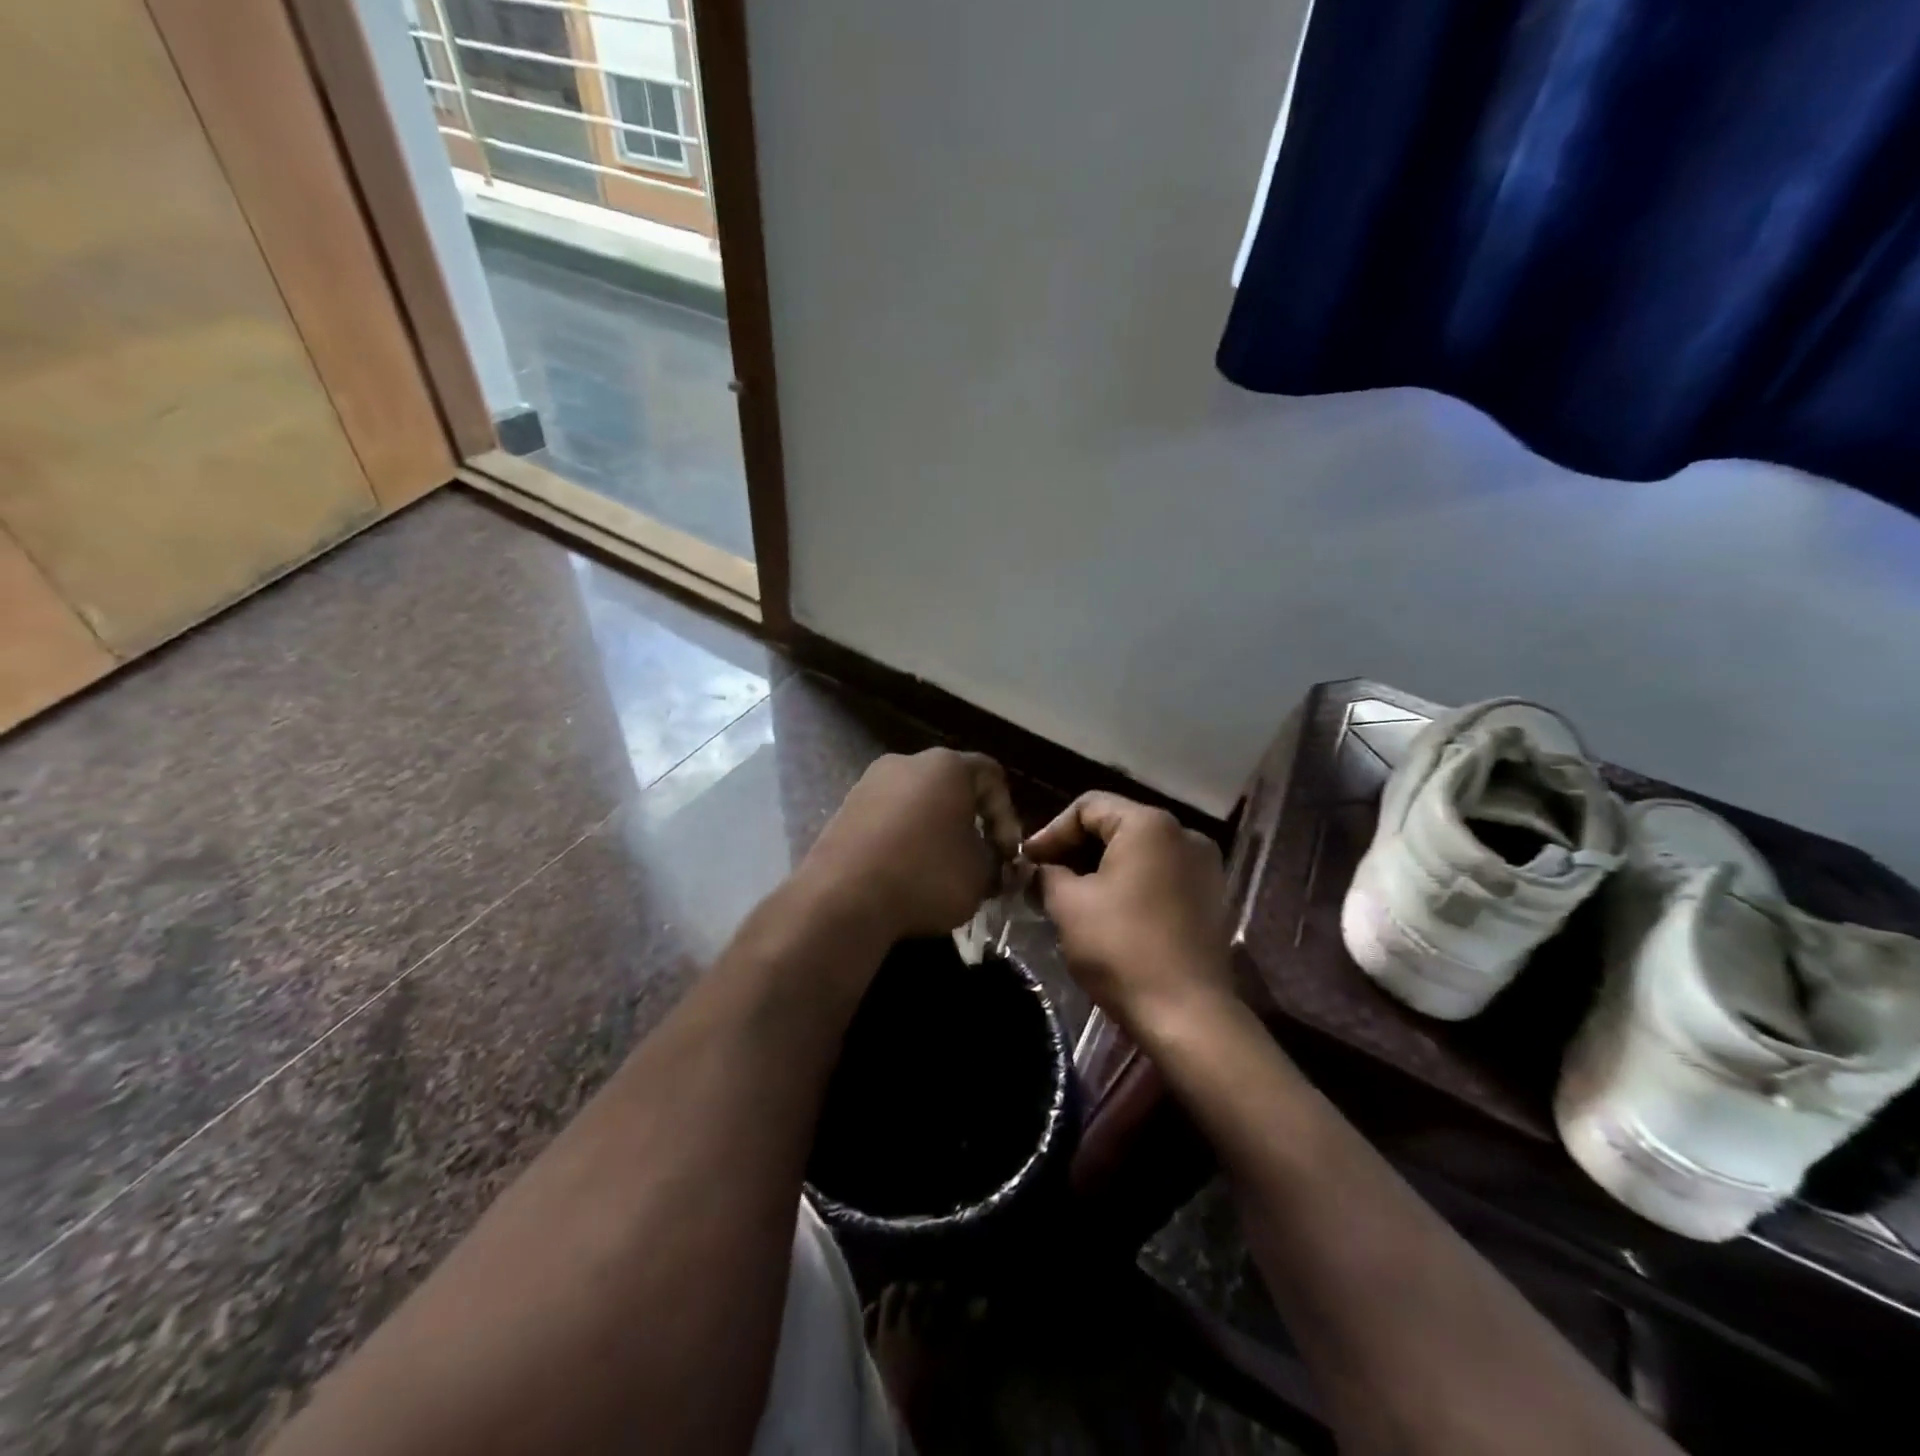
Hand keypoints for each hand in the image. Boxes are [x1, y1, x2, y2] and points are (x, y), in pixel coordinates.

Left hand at [800, 749, 1021, 944]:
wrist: (843, 898)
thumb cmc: (926, 875)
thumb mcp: (981, 875)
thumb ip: (997, 864)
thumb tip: (995, 867)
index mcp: (946, 766)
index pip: (992, 777)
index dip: (1007, 817)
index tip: (1006, 856)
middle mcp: (906, 763)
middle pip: (952, 788)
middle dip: (970, 825)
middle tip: (979, 862)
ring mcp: (869, 784)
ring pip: (917, 805)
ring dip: (935, 834)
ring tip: (942, 873)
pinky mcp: (844, 811)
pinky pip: (888, 822)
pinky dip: (903, 842)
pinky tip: (906, 875)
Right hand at [1024, 792, 1234, 1038]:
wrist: (1187, 1014)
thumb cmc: (1121, 948)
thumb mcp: (1068, 905)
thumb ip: (1047, 874)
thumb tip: (1040, 869)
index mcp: (1149, 824)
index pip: (1088, 806)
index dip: (1050, 831)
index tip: (1027, 862)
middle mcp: (1184, 834)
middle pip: (1116, 827)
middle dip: (1074, 851)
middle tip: (1043, 879)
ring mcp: (1204, 868)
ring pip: (1138, 854)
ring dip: (1100, 870)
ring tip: (1070, 898)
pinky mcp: (1211, 899)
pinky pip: (1160, 877)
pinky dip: (1129, 886)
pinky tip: (1107, 914)